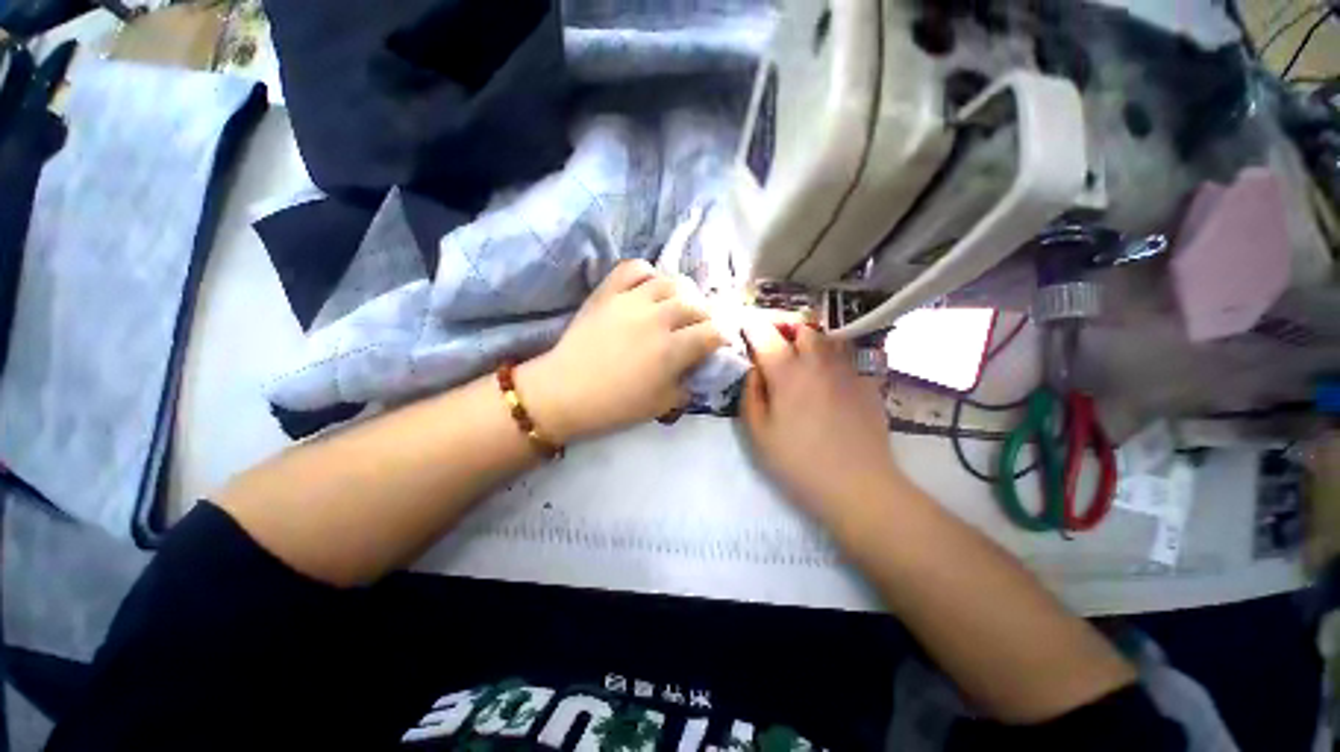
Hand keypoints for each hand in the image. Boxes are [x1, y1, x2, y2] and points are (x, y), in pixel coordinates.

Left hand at [517, 260, 725, 442]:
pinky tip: (648, 288)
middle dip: (705, 317)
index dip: (722, 338)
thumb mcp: (662, 405)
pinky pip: (634, 268)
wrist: (564, 392)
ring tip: (677, 306)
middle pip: (696, 304)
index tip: (718, 344)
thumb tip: (698, 369)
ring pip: (671, 281)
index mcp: (672, 349)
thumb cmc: (615, 406)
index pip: (714, 332)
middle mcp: (657, 318)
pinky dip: (648, 274)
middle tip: (698, 328)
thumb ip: (688, 385)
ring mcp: (631, 301)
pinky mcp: (608, 292)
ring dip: (682, 293)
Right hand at [741, 322, 903, 520]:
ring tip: (804, 360)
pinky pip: (848, 358)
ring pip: (828, 339)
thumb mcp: (758, 433)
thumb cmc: (798, 462)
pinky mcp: (867, 383)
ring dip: (811, 342)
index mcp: (786, 372)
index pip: (765, 333)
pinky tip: (830, 380)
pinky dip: (834, 359)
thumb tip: (754, 369)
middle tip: (776, 347)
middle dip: (786, 330)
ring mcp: (847, 370)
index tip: (746, 329)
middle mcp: (818, 362)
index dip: (753, 326)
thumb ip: (750, 394)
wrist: (858, 485)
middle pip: (802, 328)